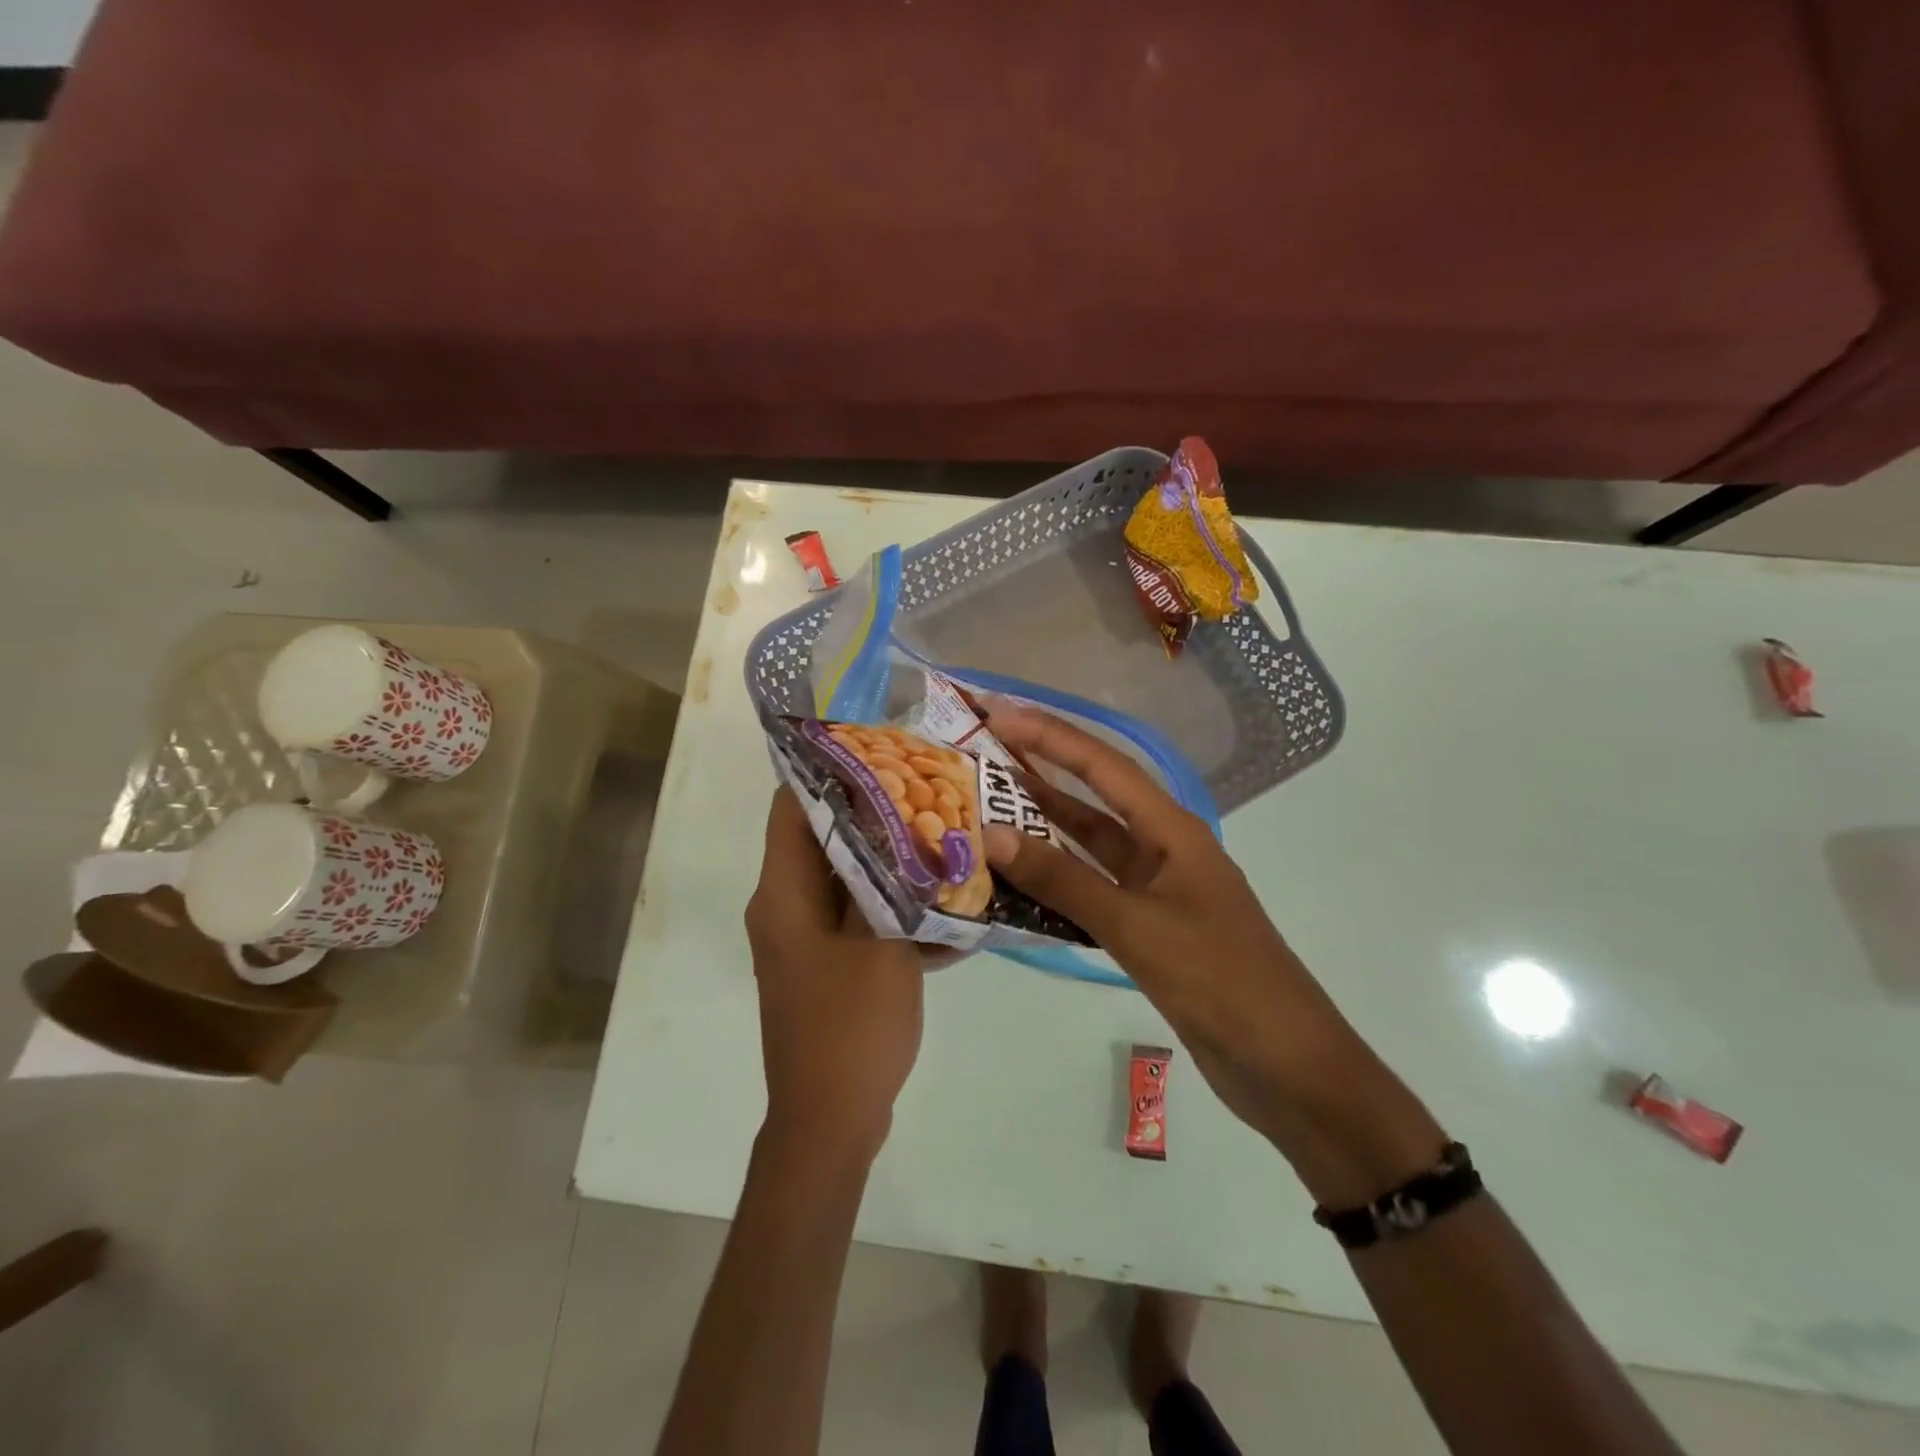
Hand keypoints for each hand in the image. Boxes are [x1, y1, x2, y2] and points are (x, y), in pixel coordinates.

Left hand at [745, 787, 929, 1156]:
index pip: (792, 807)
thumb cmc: (850, 1027)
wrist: (832, 1122)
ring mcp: (806, 940)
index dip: (829, 771)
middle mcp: (785, 907)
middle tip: (928, 791)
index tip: (880, 750)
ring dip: (891, 862)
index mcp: (782, 894)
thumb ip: (887, 879)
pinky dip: (894, 908)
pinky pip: (860, 919)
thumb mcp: (878, 943)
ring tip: (944, 838)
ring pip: (848, 879)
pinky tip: (948, 909)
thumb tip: (896, 825)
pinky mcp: (828, 966)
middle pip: (824, 839)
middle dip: (875, 814)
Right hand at [981, 708, 1444, 1203]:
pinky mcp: (1148, 931)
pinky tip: (1017, 882)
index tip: (1000, 715)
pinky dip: (1056, 884)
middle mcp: (1163, 850)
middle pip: (1093, 800)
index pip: (1103, 767)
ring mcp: (1155, 892)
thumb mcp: (1137, 926)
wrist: (1287, 1066)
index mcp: (1172, 832)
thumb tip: (991, 835)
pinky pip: (1091, 893)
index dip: (1051, 737)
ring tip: (985, 808)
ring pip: (1089, 849)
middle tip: (982, 754)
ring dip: (1044, 829)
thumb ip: (1064, 881)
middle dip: (1041, 773)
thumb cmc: (1221, 981)